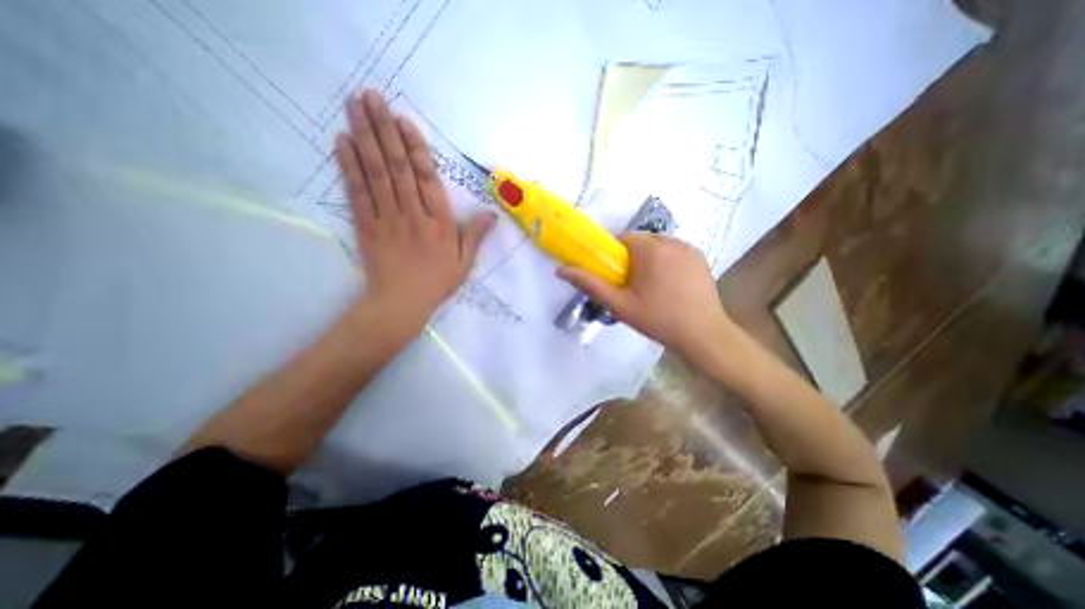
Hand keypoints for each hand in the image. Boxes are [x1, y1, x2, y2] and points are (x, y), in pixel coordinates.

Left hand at [335, 88, 494, 326]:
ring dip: (365, 137)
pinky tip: (343, 142)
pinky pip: (358, 192)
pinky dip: (349, 166)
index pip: (426, 178)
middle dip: (384, 129)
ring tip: (354, 106)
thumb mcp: (465, 263)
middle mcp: (412, 213)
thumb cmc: (437, 283)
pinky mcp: (366, 225)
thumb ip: (476, 235)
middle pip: (397, 167)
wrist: (401, 303)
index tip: (403, 120)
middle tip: (370, 95)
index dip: (414, 148)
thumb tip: (492, 214)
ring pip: (376, 173)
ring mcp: (387, 218)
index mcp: (439, 222)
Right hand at [559, 230, 736, 358]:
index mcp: (650, 250)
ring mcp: (689, 248)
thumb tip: (561, 269)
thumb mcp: (620, 305)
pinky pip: (675, 251)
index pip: (623, 238)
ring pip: (658, 246)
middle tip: (633, 286)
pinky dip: (667, 261)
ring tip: (652, 287)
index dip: (615, 255)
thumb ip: (590, 284)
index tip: (617, 276)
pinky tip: (670, 285)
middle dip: (633, 258)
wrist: (703, 335)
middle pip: (641, 241)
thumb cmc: (658, 319)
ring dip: (650, 259)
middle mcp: (671, 241)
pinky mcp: (701, 257)